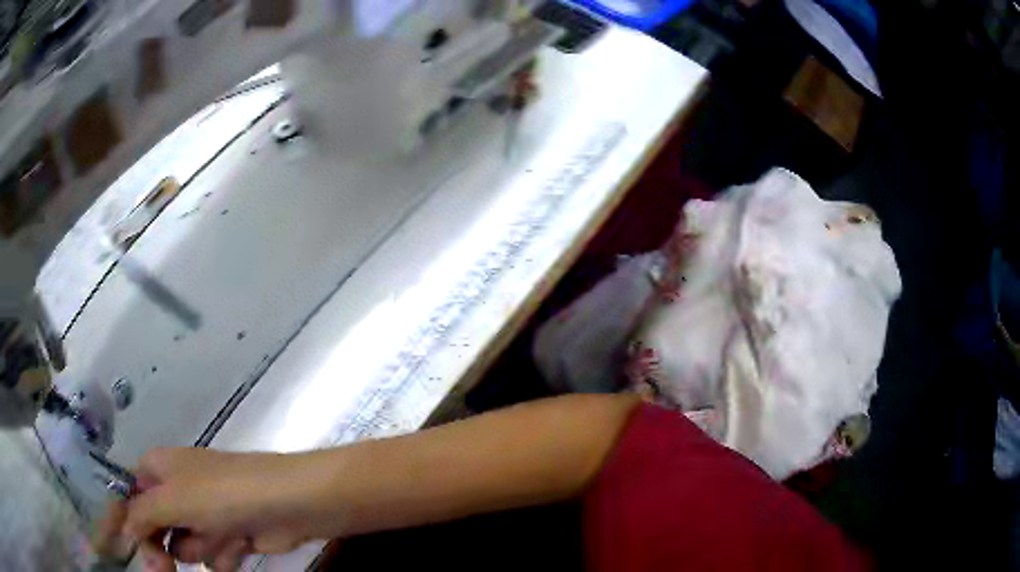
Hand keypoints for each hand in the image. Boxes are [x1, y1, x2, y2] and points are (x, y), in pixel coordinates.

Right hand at [114, 448, 323, 571]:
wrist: (288, 504)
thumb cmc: (222, 493)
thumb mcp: (173, 499)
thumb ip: (143, 513)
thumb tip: (123, 527)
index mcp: (159, 469)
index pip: (128, 495)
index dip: (123, 521)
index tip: (117, 547)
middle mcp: (178, 490)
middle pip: (154, 528)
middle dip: (160, 550)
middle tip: (162, 570)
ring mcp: (204, 515)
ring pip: (186, 547)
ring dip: (202, 548)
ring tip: (222, 535)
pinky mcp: (229, 536)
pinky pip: (214, 556)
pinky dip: (225, 554)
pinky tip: (240, 544)